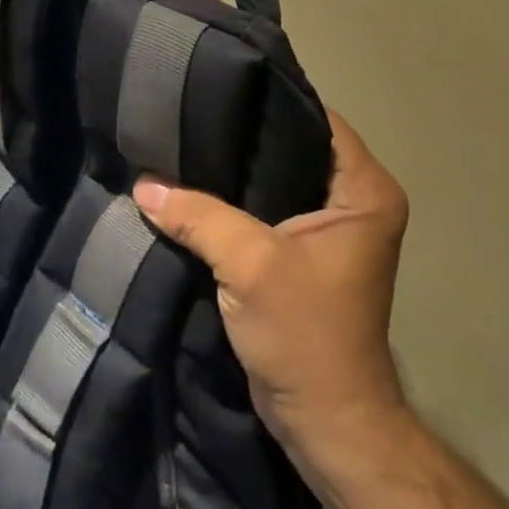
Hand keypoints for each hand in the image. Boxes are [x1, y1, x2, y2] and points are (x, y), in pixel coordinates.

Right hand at [134, 110, 409, 479]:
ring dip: (238, 172)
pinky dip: (237, 203)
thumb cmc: (306, 333)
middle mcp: (356, 201)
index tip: (220, 86)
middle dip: (246, 136)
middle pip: (295, 147)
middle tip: (194, 113)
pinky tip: (197, 189)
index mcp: (365, 190)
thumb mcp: (249, 264)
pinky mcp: (306, 255)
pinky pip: (269, 210)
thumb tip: (143, 183)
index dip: (270, 101)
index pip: (317, 119)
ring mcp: (333, 229)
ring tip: (188, 143)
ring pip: (279, 179)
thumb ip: (198, 215)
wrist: (325, 422)